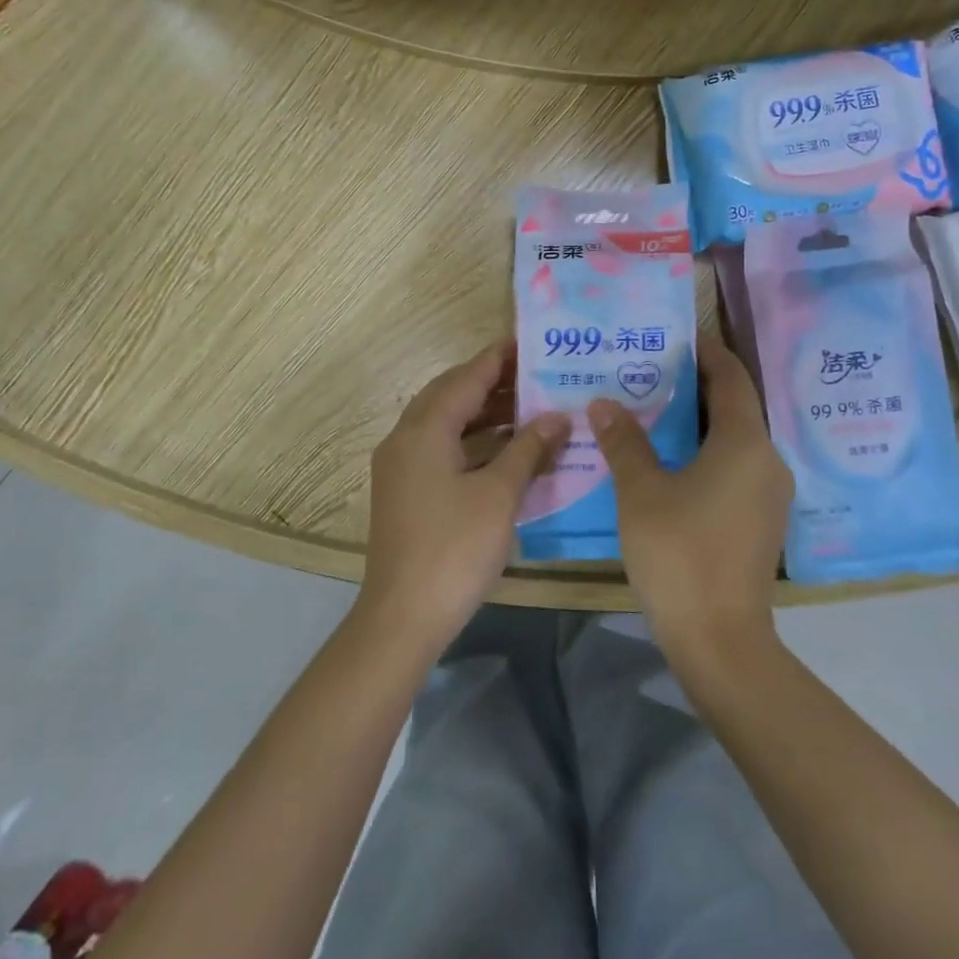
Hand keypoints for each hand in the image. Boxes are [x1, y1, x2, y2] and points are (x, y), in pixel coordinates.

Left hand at [362, 341, 570, 655]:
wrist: (403, 616)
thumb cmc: (455, 548)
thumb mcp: (499, 494)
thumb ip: (529, 449)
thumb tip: (557, 417)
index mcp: (425, 429)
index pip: (466, 378)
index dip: (498, 359)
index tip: (529, 342)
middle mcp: (405, 438)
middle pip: (450, 395)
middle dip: (491, 382)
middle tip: (535, 375)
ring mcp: (401, 466)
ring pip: (444, 423)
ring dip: (482, 413)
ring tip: (528, 407)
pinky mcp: (405, 490)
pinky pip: (440, 447)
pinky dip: (471, 440)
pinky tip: (504, 449)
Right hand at [589, 333, 789, 672]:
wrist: (720, 640)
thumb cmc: (679, 553)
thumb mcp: (641, 492)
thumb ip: (624, 442)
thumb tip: (604, 403)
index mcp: (744, 442)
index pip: (731, 378)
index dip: (707, 352)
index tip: (678, 336)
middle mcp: (767, 460)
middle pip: (735, 407)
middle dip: (696, 386)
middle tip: (650, 372)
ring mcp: (769, 494)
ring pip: (735, 440)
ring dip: (699, 423)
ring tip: (653, 412)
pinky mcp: (761, 521)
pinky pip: (736, 468)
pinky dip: (707, 453)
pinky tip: (670, 462)